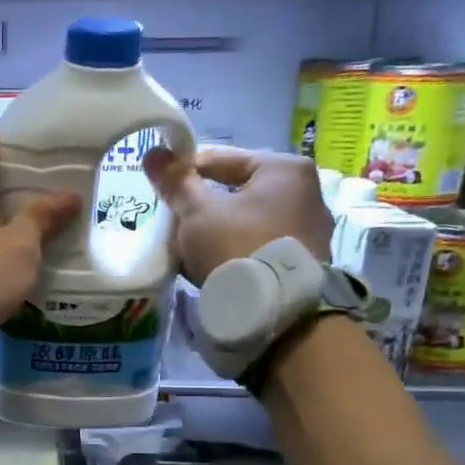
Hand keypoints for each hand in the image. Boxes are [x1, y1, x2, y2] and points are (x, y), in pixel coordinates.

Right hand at [144, 147, 333, 284]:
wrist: (276, 311)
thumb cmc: (237, 246)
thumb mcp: (197, 212)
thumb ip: (176, 183)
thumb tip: (153, 153)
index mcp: (285, 169)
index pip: (222, 159)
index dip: (185, 173)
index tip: (162, 190)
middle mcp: (307, 193)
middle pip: (236, 193)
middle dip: (203, 208)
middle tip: (174, 224)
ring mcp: (310, 231)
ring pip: (247, 222)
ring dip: (218, 232)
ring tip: (189, 250)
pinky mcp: (305, 264)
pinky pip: (260, 247)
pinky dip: (236, 252)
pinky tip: (214, 267)